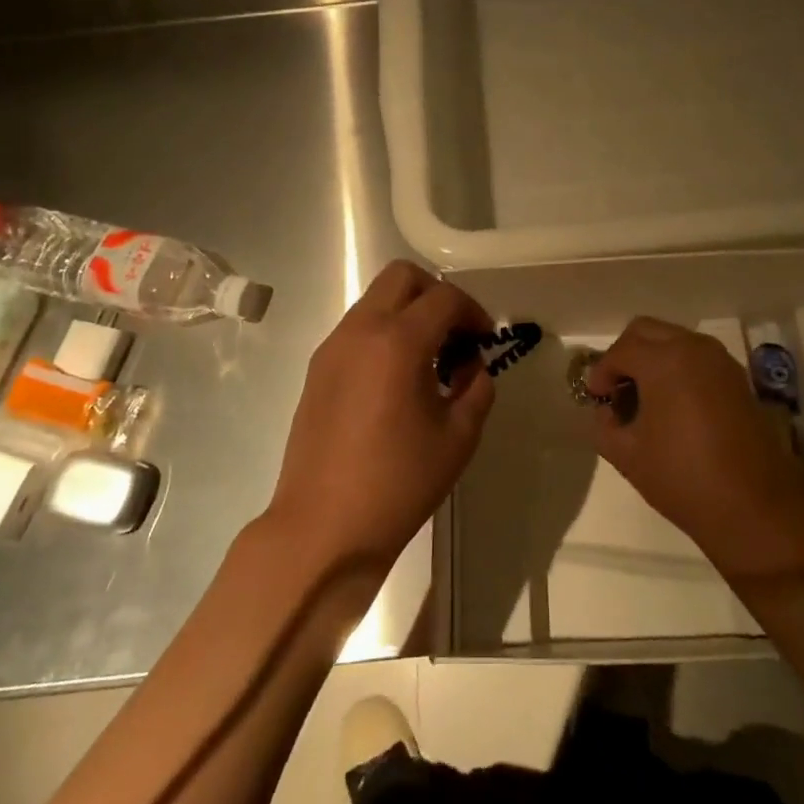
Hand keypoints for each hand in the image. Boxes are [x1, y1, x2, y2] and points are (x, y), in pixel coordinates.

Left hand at [268, 260, 496, 569]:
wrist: (324, 527)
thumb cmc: (398, 483)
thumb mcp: (458, 437)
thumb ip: (476, 388)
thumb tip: (470, 365)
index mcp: (398, 342)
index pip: (445, 297)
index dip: (473, 311)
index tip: (485, 339)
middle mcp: (361, 331)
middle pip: (402, 276)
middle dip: (437, 294)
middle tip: (455, 334)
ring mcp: (333, 347)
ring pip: (376, 299)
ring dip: (408, 312)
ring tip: (428, 360)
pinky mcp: (317, 368)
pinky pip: (358, 327)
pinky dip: (385, 332)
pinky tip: (397, 378)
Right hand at [586, 317, 803, 578]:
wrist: (756, 508)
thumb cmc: (684, 478)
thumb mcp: (627, 455)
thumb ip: (604, 424)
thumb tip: (606, 410)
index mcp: (664, 360)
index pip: (620, 351)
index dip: (600, 373)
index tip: (595, 399)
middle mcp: (694, 348)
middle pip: (646, 331)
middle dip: (625, 355)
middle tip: (616, 389)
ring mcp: (721, 361)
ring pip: (674, 340)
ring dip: (653, 359)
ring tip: (643, 399)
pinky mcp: (738, 378)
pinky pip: (697, 358)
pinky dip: (677, 368)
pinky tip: (672, 406)